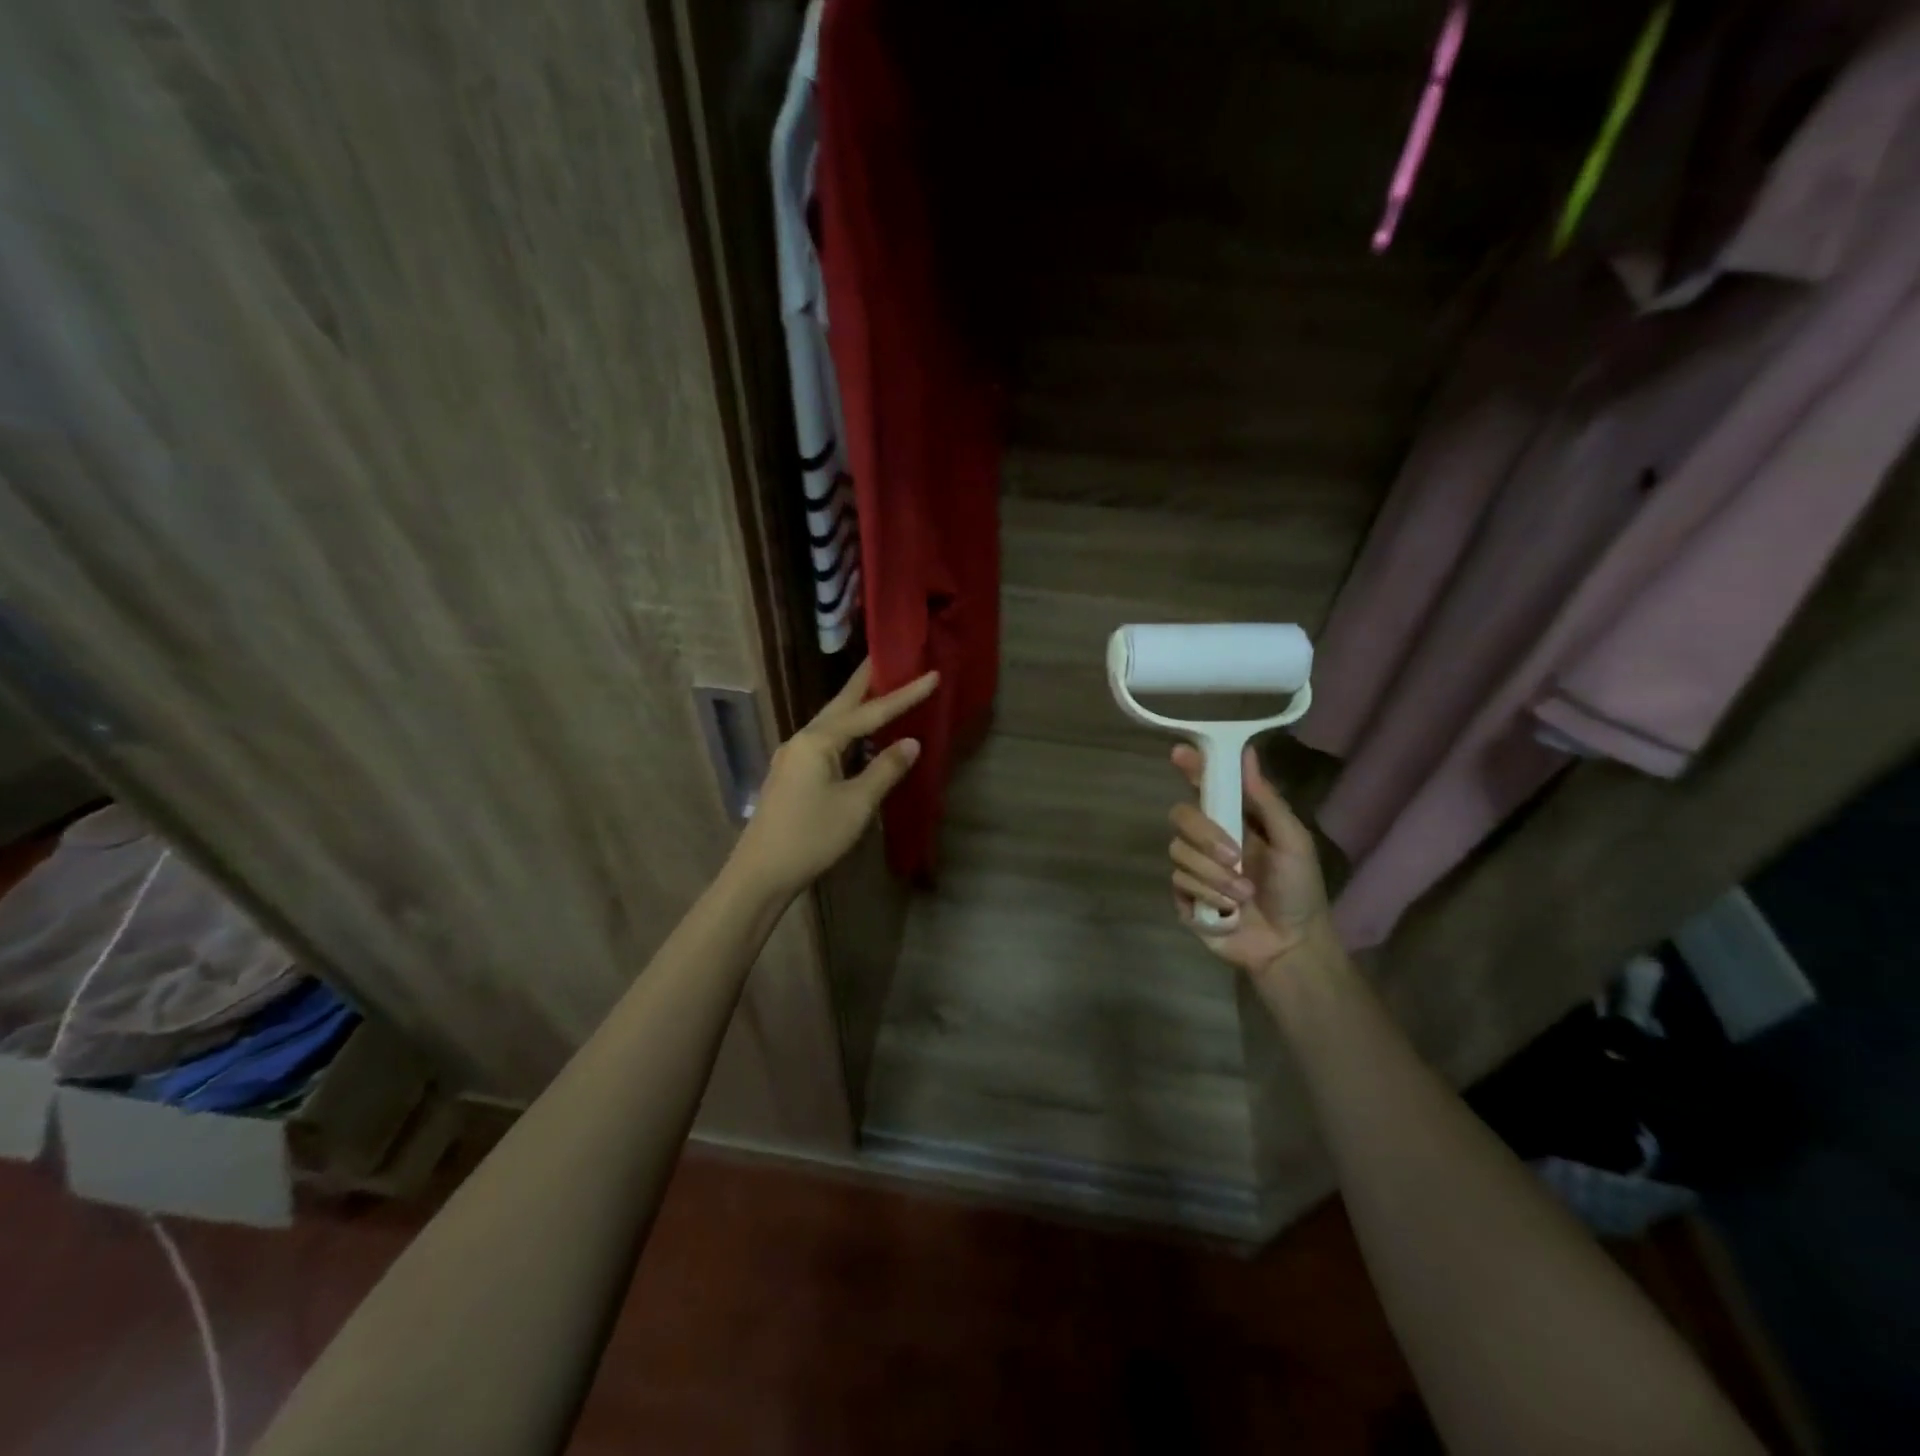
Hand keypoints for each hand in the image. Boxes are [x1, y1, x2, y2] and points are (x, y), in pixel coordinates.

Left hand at [729, 661, 938, 897]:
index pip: (870, 712)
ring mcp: (793, 757)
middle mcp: (802, 739)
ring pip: (831, 722)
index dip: (904, 694)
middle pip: (841, 704)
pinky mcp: (791, 774)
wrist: (760, 873)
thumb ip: (885, 770)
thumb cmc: (812, 837)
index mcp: (818, 741)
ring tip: (880, 690)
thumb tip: (911, 742)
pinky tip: (859, 738)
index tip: (932, 674)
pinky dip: (847, 732)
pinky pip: (826, 741)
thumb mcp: (856, 805)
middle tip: (889, 657)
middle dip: (867, 682)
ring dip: (857, 706)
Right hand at [1168, 743, 1343, 981]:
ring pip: (1179, 851)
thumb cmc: (1299, 892)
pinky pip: (1179, 881)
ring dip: (1215, 875)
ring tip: (1243, 895)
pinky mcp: (1185, 896)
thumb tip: (1247, 753)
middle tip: (1235, 857)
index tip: (1180, 754)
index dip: (1191, 768)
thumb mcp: (1294, 842)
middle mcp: (1209, 839)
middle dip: (1206, 835)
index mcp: (1236, 821)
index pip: (1206, 786)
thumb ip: (1267, 801)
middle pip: (1182, 816)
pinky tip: (1229, 910)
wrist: (1290, 946)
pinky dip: (1208, 895)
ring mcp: (1195, 868)